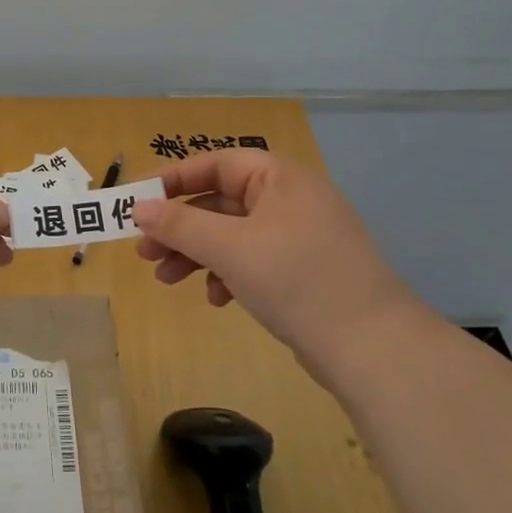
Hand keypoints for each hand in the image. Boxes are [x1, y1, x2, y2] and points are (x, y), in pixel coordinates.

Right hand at [131, 150, 412, 370]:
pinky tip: (215, 299)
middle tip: (144, 250)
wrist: (374, 349)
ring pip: (232, 235)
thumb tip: (138, 209)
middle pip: (220, 201)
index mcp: (280, 179)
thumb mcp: (231, 248)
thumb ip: (180, 225)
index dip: (173, 179)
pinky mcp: (302, 272)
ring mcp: (299, 237)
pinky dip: (226, 274)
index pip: (216, 163)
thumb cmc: (297, 280)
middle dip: (179, 226)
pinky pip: (252, 260)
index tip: (137, 200)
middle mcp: (290, 200)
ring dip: (196, 253)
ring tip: (165, 279)